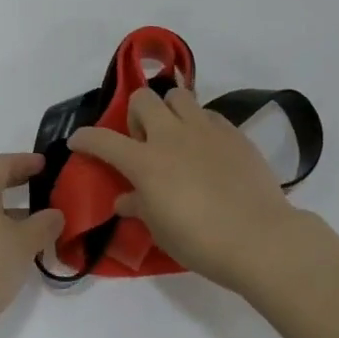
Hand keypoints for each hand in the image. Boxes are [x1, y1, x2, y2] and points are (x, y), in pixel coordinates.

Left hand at [0, 153, 64, 337]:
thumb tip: (55, 214)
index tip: (45, 164)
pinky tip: (18, 248)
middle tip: (42, 186)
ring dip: (11, 210)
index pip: (3, 163)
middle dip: (17, 182)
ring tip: (37, 221)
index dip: (25, 161)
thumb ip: (44, 224)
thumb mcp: (24, 243)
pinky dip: (1, 228)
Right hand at [71, 87, 302, 289]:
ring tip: (177, 137)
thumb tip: (124, 200)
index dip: (86, 138)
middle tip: (144, 142)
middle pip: (143, 99)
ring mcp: (204, 129)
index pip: (103, 140)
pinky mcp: (232, 132)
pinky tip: (207, 150)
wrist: (260, 238)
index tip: (78, 141)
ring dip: (170, 111)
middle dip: (136, 115)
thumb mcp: (161, 230)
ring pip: (178, 96)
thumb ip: (139, 207)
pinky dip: (200, 125)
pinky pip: (208, 115)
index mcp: (145, 162)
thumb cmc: (201, 242)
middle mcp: (171, 135)